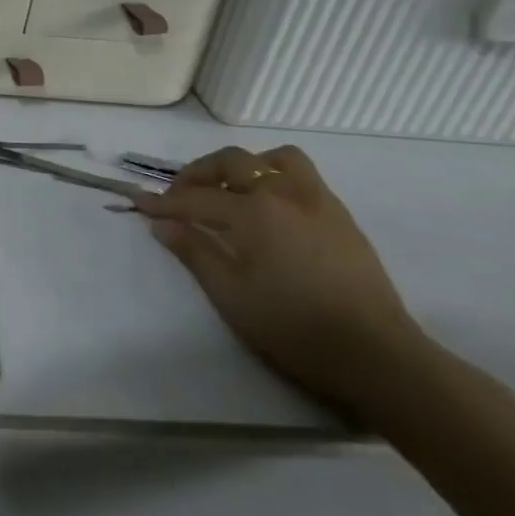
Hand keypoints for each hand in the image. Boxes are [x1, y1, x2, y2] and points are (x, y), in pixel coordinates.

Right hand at [133, 144, 425, 411]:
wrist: (377, 355)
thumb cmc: (293, 327)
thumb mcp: (230, 294)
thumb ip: (194, 252)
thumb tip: (163, 225)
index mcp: (253, 213)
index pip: (194, 199)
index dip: (162, 202)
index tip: (137, 202)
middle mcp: (284, 195)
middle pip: (232, 162)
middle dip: (198, 173)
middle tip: (180, 195)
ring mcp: (318, 203)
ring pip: (276, 160)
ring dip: (246, 166)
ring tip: (230, 191)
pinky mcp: (342, 218)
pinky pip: (303, 178)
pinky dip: (276, 179)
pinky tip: (269, 211)